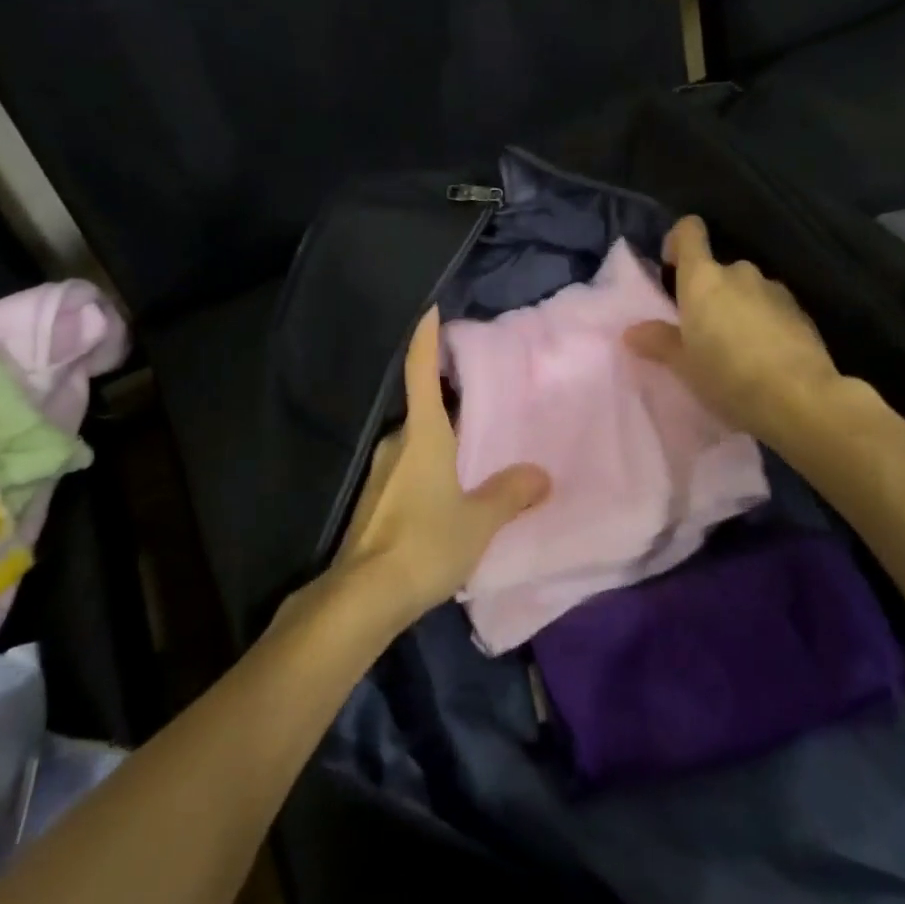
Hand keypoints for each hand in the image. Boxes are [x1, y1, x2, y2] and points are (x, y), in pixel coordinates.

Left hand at [332, 307, 548, 622]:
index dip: (425, 337)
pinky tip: (449, 493)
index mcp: (423, 434)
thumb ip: (510, 494)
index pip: (420, 371)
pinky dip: (429, 467)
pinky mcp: (375, 499)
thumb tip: (541, 474)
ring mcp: (381, 471)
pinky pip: (408, 468)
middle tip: (482, 396)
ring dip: (441, 439)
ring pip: (416, 441)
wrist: (364, 596)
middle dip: (448, 399)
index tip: (428, 307)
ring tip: (474, 449)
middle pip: (423, 407)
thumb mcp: (478, 520)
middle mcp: (397, 442)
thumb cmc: (425, 543)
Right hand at [625, 215, 844, 448]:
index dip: (678, 241)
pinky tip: (763, 359)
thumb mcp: (683, 365)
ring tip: (735, 349)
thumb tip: (633, 331)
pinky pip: (771, 308)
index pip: (689, 232)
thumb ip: (658, 341)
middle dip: (708, 293)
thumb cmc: (728, 377)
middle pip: (717, 269)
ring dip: (737, 308)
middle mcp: (739, 273)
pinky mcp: (801, 312)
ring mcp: (775, 290)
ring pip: (746, 290)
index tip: (671, 267)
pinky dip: (763, 323)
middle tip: (700, 331)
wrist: (801, 399)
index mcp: (703, 279)